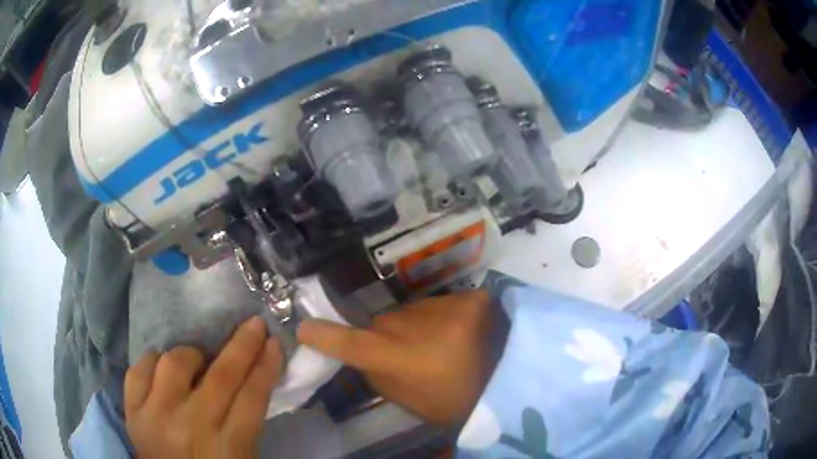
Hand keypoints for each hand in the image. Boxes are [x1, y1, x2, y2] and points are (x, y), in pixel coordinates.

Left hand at [125, 317, 282, 458]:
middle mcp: (190, 427)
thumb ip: (245, 422)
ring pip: (174, 363)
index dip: (265, 367)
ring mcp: (156, 416)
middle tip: (253, 325)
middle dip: (242, 346)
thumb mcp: (241, 456)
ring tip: (197, 363)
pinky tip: (163, 369)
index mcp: (228, 448)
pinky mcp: (132, 410)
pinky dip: (154, 362)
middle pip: (221, 376)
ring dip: (191, 356)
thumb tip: (251, 377)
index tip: (274, 343)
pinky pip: (139, 369)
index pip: (252, 398)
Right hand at [298, 290, 507, 426]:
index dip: (325, 335)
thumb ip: (377, 372)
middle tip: (411, 353)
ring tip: (440, 343)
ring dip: (415, 324)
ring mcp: (449, 308)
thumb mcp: (407, 399)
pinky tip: (460, 332)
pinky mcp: (472, 297)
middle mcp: (419, 327)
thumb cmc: (452, 402)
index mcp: (402, 360)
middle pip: (383, 322)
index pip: (353, 343)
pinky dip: (442, 316)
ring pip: (410, 310)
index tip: (304, 328)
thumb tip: (358, 348)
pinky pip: (439, 303)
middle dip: (386, 335)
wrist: (506, 385)